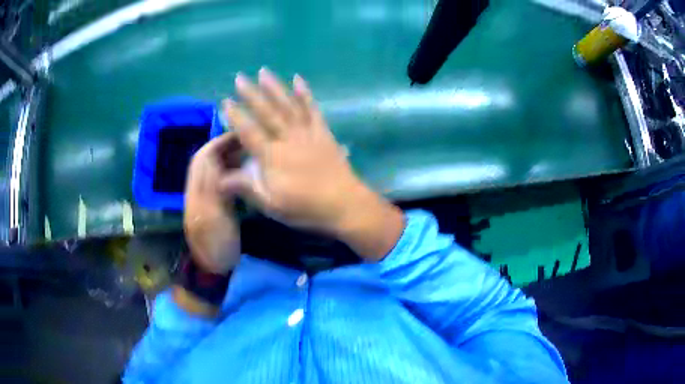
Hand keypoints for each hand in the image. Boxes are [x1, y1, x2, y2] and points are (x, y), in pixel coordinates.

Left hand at [184, 133, 242, 273]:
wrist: (214, 270)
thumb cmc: (218, 248)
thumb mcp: (216, 221)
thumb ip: (215, 191)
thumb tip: (219, 164)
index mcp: (195, 196)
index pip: (202, 161)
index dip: (218, 145)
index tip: (238, 136)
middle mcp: (196, 193)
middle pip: (204, 161)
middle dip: (222, 146)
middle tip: (244, 141)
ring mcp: (203, 199)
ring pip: (211, 169)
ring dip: (225, 157)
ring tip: (245, 151)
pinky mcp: (211, 206)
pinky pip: (217, 180)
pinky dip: (228, 170)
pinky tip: (241, 169)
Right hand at [223, 68, 403, 259]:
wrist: (344, 205)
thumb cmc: (305, 208)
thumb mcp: (272, 205)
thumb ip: (246, 188)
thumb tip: (218, 179)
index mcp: (272, 156)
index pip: (248, 132)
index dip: (236, 116)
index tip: (225, 101)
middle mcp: (287, 138)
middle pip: (266, 112)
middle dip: (251, 94)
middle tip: (240, 77)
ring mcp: (307, 133)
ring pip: (287, 105)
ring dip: (275, 87)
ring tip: (264, 71)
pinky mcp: (323, 132)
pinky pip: (313, 109)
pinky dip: (305, 94)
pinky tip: (299, 80)